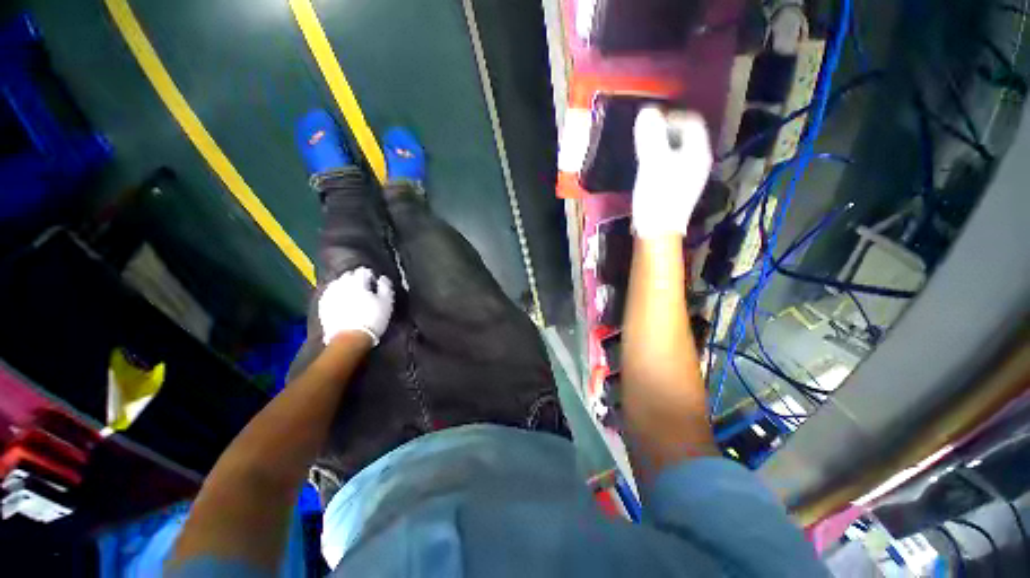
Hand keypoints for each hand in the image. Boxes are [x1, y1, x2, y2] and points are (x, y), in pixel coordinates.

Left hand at [319, 267, 393, 346]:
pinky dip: (336, 295)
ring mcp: (329, 294)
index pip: (363, 271)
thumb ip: (385, 286)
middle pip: (349, 275)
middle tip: (365, 289)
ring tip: (353, 295)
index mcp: (357, 282)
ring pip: (337, 284)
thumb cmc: (372, 319)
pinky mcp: (322, 305)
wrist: (350, 339)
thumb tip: (382, 278)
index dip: (371, 276)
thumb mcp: (387, 302)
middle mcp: (341, 284)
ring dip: (345, 286)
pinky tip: (342, 302)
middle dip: (356, 279)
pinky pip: (330, 294)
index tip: (375, 284)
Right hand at [632, 106, 712, 237]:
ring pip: (678, 150)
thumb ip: (651, 136)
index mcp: (697, 152)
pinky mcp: (679, 188)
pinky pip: (672, 164)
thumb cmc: (657, 196)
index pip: (691, 121)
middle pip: (686, 135)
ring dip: (662, 145)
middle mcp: (699, 161)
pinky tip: (648, 168)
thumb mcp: (652, 163)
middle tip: (645, 134)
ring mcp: (690, 176)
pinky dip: (661, 159)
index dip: (672, 115)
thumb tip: (647, 111)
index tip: (651, 121)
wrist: (657, 231)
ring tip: (643, 149)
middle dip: (666, 130)